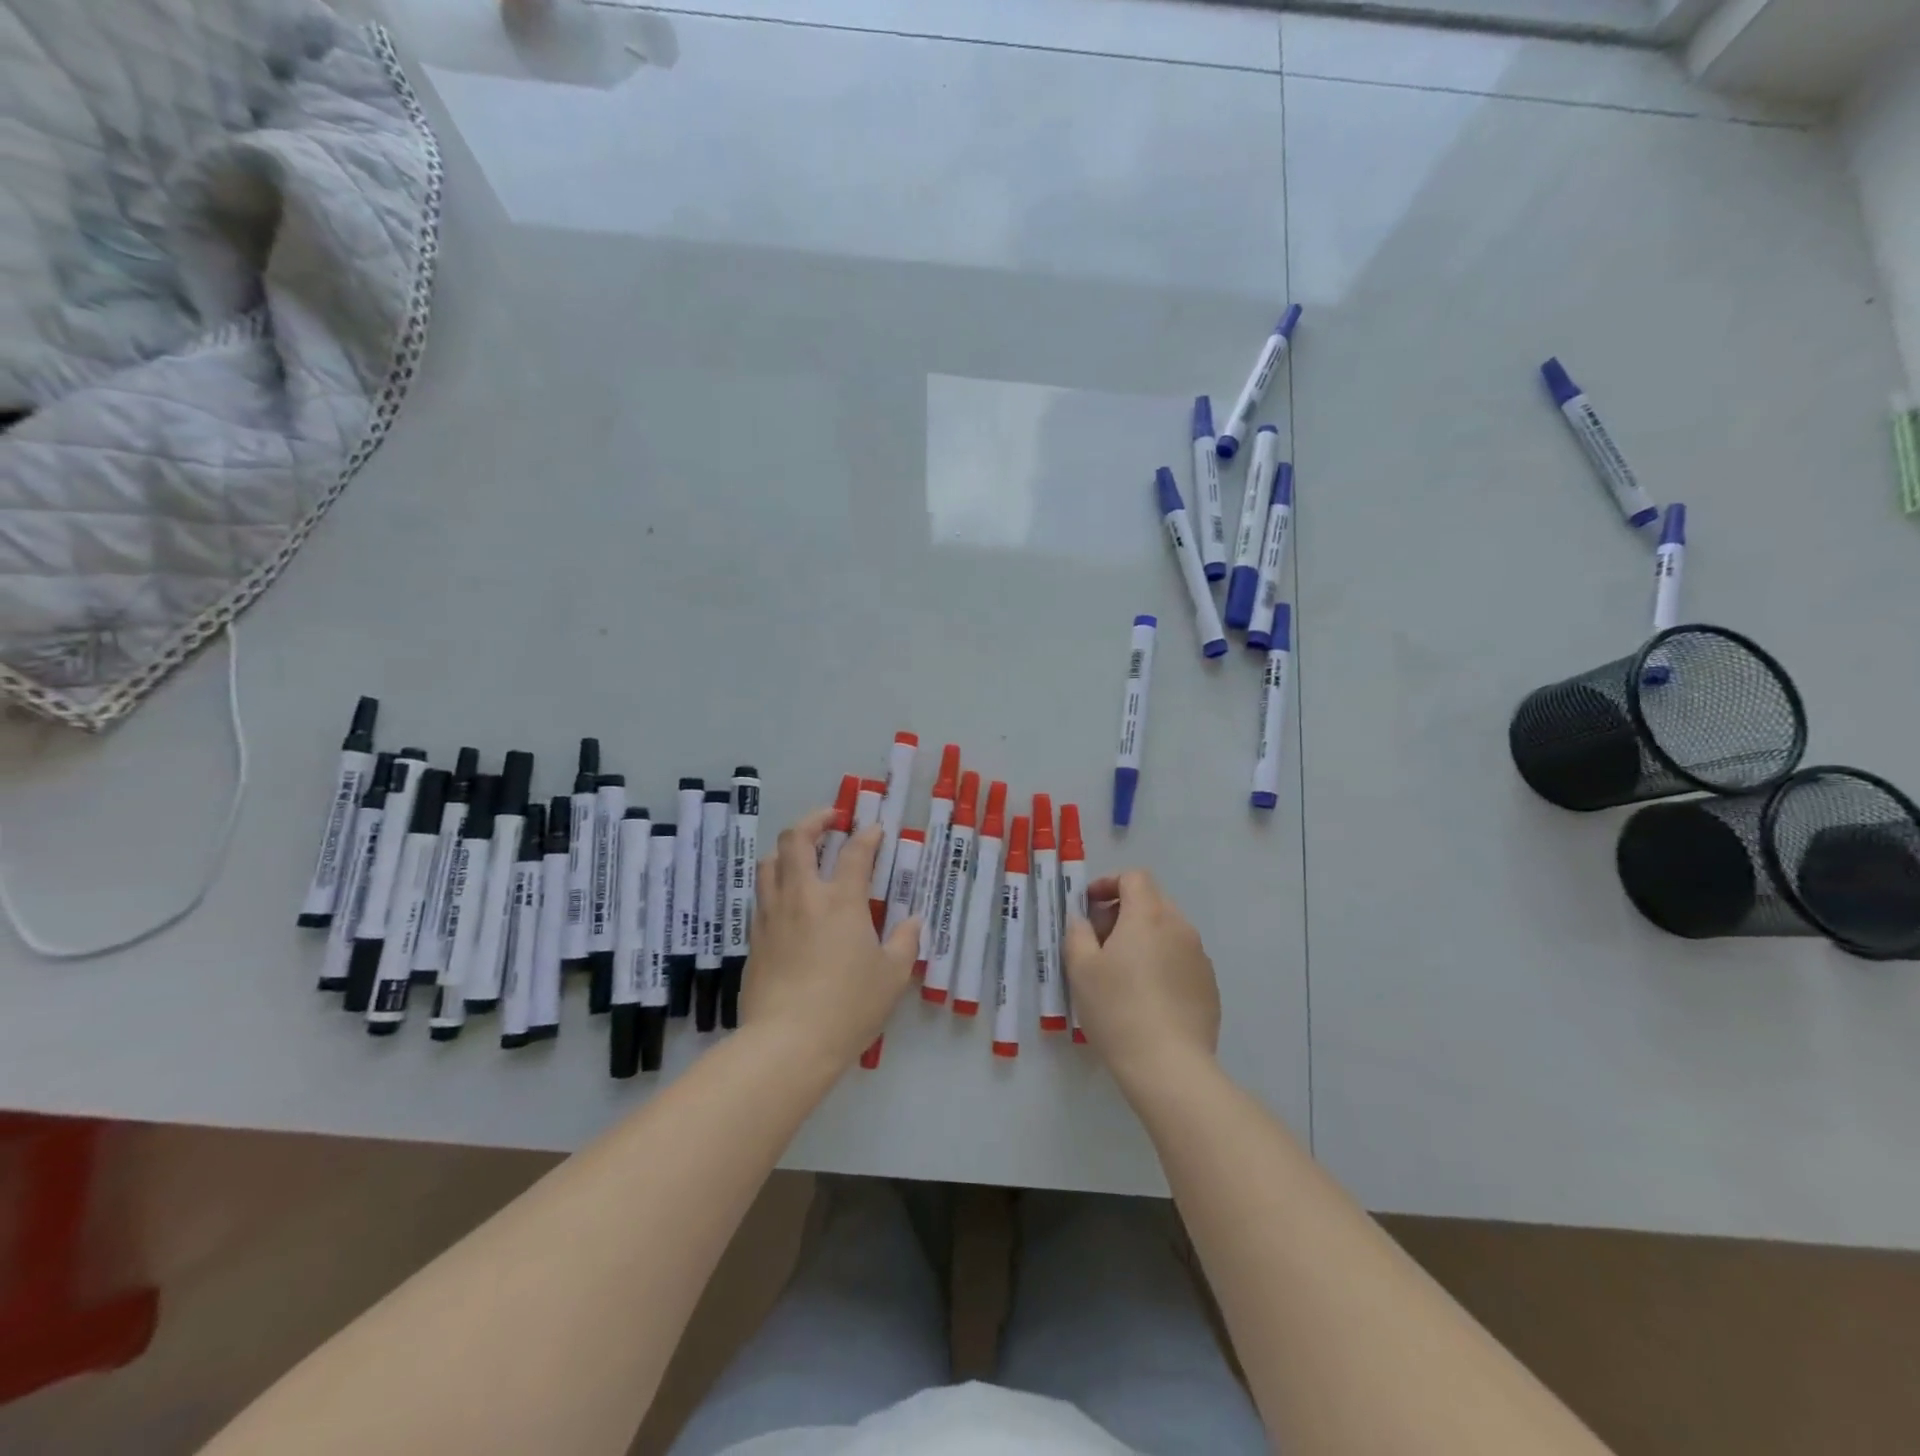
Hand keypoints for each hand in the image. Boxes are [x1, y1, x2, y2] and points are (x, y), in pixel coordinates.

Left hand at [739, 811, 917, 1068]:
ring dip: (787, 849)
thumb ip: (905, 942)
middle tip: (830, 819)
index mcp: (841, 901)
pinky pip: (761, 896)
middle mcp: (802, 897)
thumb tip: (912, 922)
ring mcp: (772, 916)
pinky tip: (787, 901)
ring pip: (769, 863)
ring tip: (802, 855)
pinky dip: (775, 884)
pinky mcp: (754, 939)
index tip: (874, 830)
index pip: (855, 852)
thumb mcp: (892, 976)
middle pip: (796, 840)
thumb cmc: (848, 1007)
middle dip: (814, 820)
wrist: (787, 1043)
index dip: (867, 835)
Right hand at [1062, 870, 1219, 1092]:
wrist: (1169, 1066)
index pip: (1134, 877)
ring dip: (1144, 938)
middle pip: (1152, 901)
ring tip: (1122, 973)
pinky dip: (1162, 963)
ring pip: (1168, 932)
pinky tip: (1148, 997)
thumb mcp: (1081, 969)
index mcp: (1148, 915)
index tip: (1089, 906)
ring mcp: (1200, 957)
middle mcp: (1180, 927)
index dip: (1108, 883)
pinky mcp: (1210, 986)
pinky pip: (1181, 959)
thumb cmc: (1117, 1009)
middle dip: (1123, 911)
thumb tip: (1083, 920)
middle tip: (1100, 941)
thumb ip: (1078, 933)